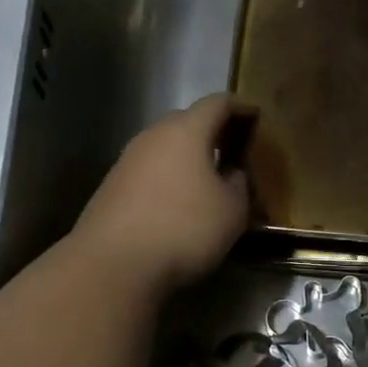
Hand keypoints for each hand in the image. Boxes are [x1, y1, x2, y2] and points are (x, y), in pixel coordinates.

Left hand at [73, 94, 251, 294]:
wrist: (113, 264)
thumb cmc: (184, 228)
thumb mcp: (232, 210)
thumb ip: (238, 183)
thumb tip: (230, 172)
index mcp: (186, 131)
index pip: (218, 103)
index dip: (240, 107)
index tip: (256, 117)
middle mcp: (153, 136)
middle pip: (187, 121)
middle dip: (212, 132)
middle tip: (233, 150)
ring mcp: (127, 160)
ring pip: (165, 147)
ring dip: (188, 158)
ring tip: (207, 180)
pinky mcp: (112, 187)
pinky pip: (150, 171)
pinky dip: (168, 178)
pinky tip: (178, 203)